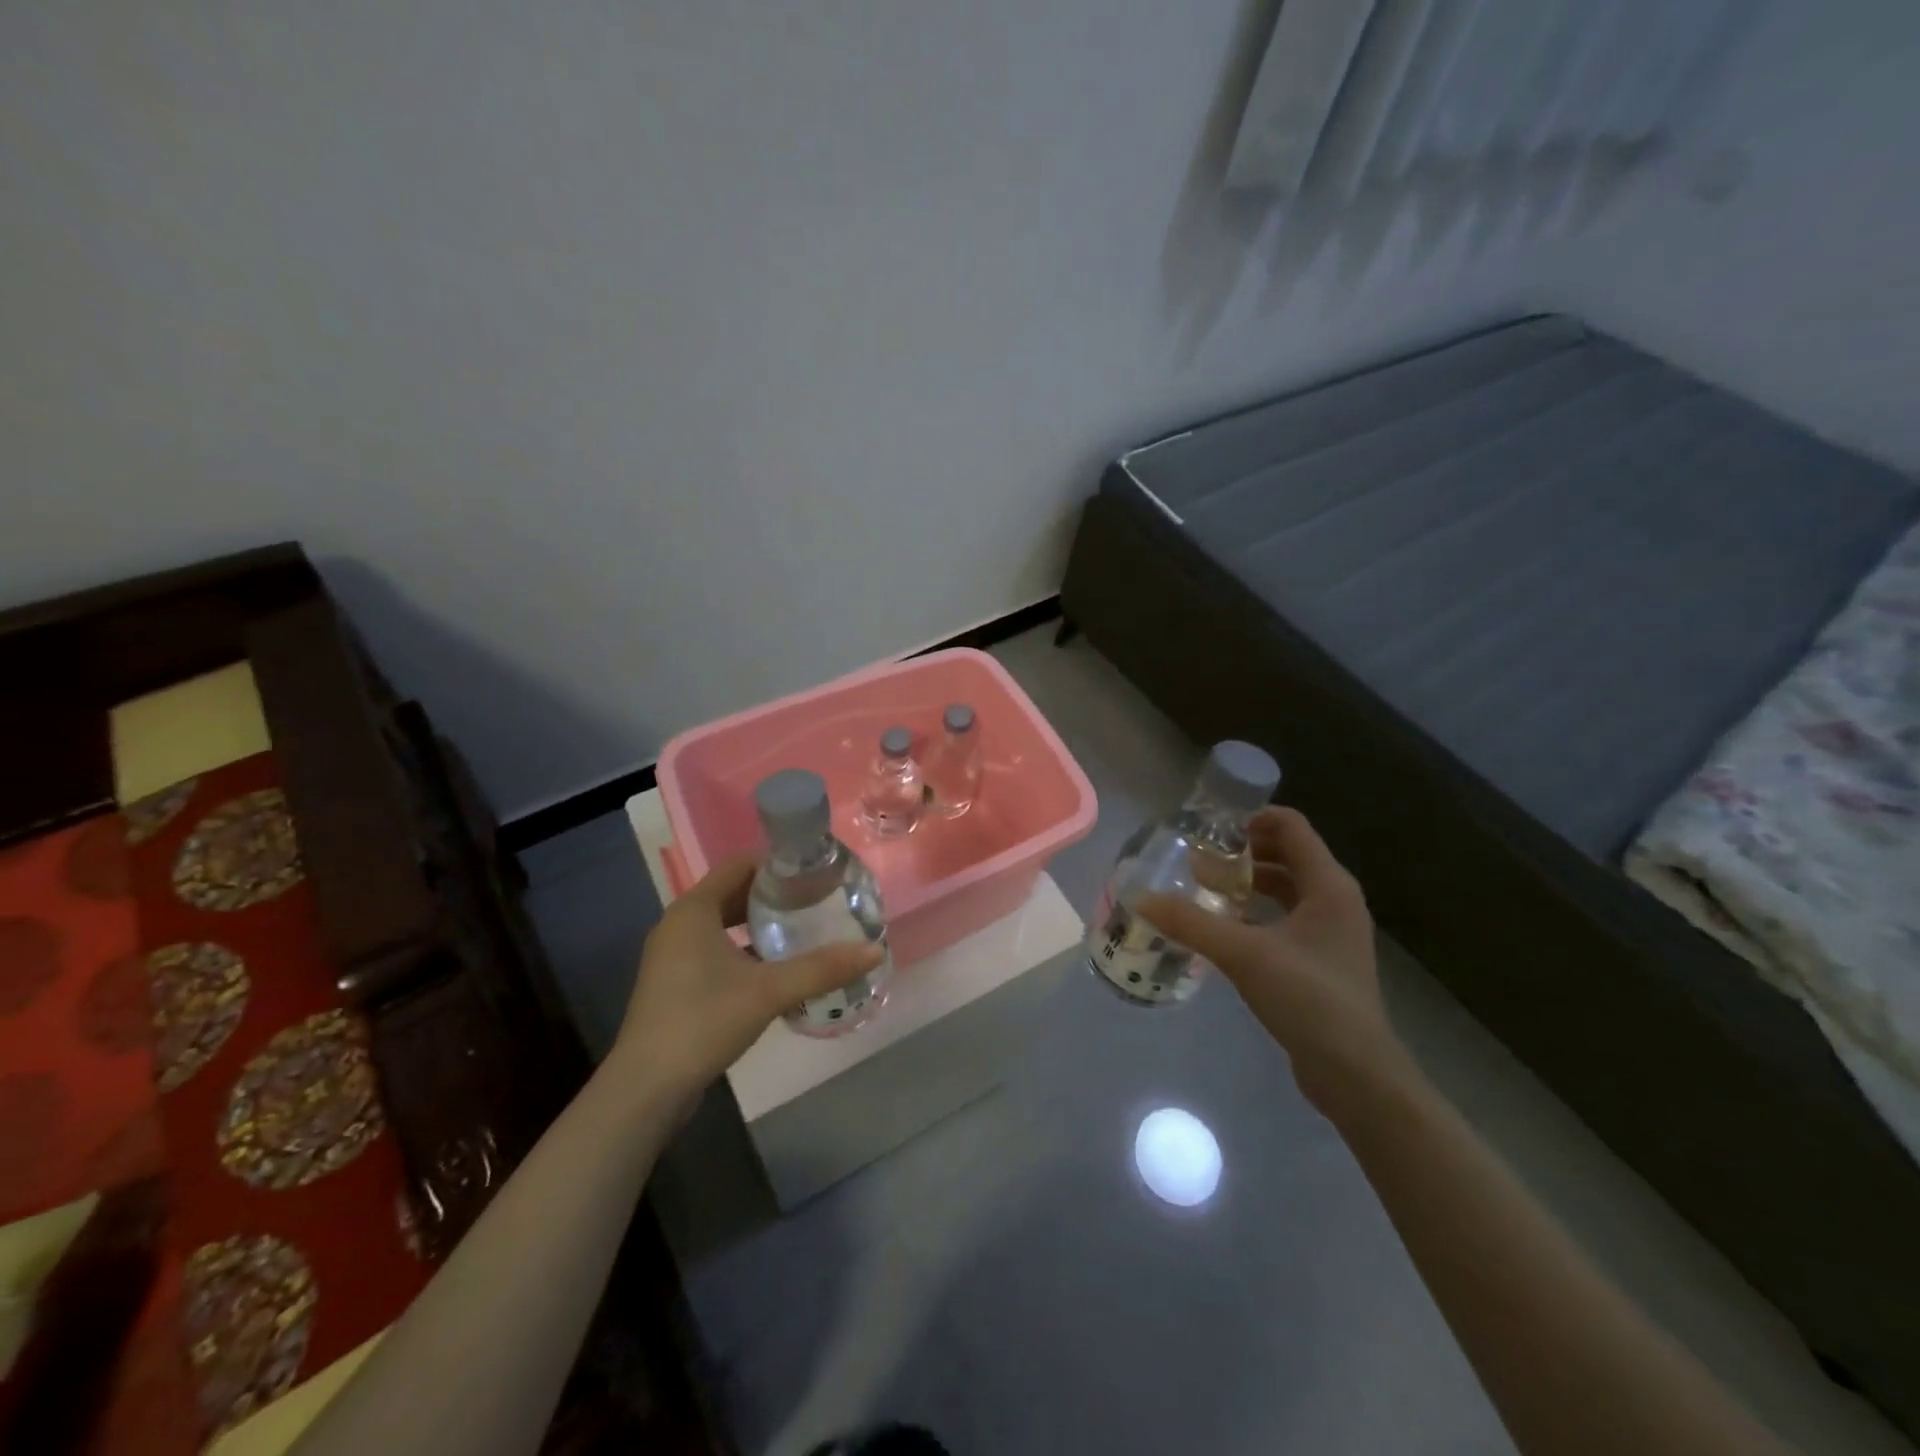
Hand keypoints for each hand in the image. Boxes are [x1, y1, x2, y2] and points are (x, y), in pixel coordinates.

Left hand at [611, 856, 883, 1100]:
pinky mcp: (676, 983)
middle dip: (776, 894)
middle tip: (819, 900)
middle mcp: (680, 923)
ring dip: (762, 924)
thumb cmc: (703, 1021)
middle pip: (735, 892)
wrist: (647, 1089)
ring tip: (806, 929)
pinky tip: (778, 968)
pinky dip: (747, 950)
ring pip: (726, 924)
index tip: (816, 871)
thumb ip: (821, 968)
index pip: (740, 864)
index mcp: (694, 909)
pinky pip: (717, 950)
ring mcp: (674, 956)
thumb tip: (874, 950)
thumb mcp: (768, 991)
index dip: (778, 863)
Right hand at [1138, 807, 1409, 1116]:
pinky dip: (1257, 912)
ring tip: (1205, 890)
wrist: (1356, 1073)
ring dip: (1248, 883)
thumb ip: (1191, 923)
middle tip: (1199, 859)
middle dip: (1243, 852)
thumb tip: (1141, 899)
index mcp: (1328, 885)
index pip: (1291, 826)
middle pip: (1287, 854)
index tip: (1210, 830)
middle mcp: (1336, 900)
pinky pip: (1286, 918)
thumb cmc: (1309, 998)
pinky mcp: (1323, 960)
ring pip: (1286, 888)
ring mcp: (1332, 932)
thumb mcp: (1244, 954)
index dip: (1251, 819)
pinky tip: (1224, 928)